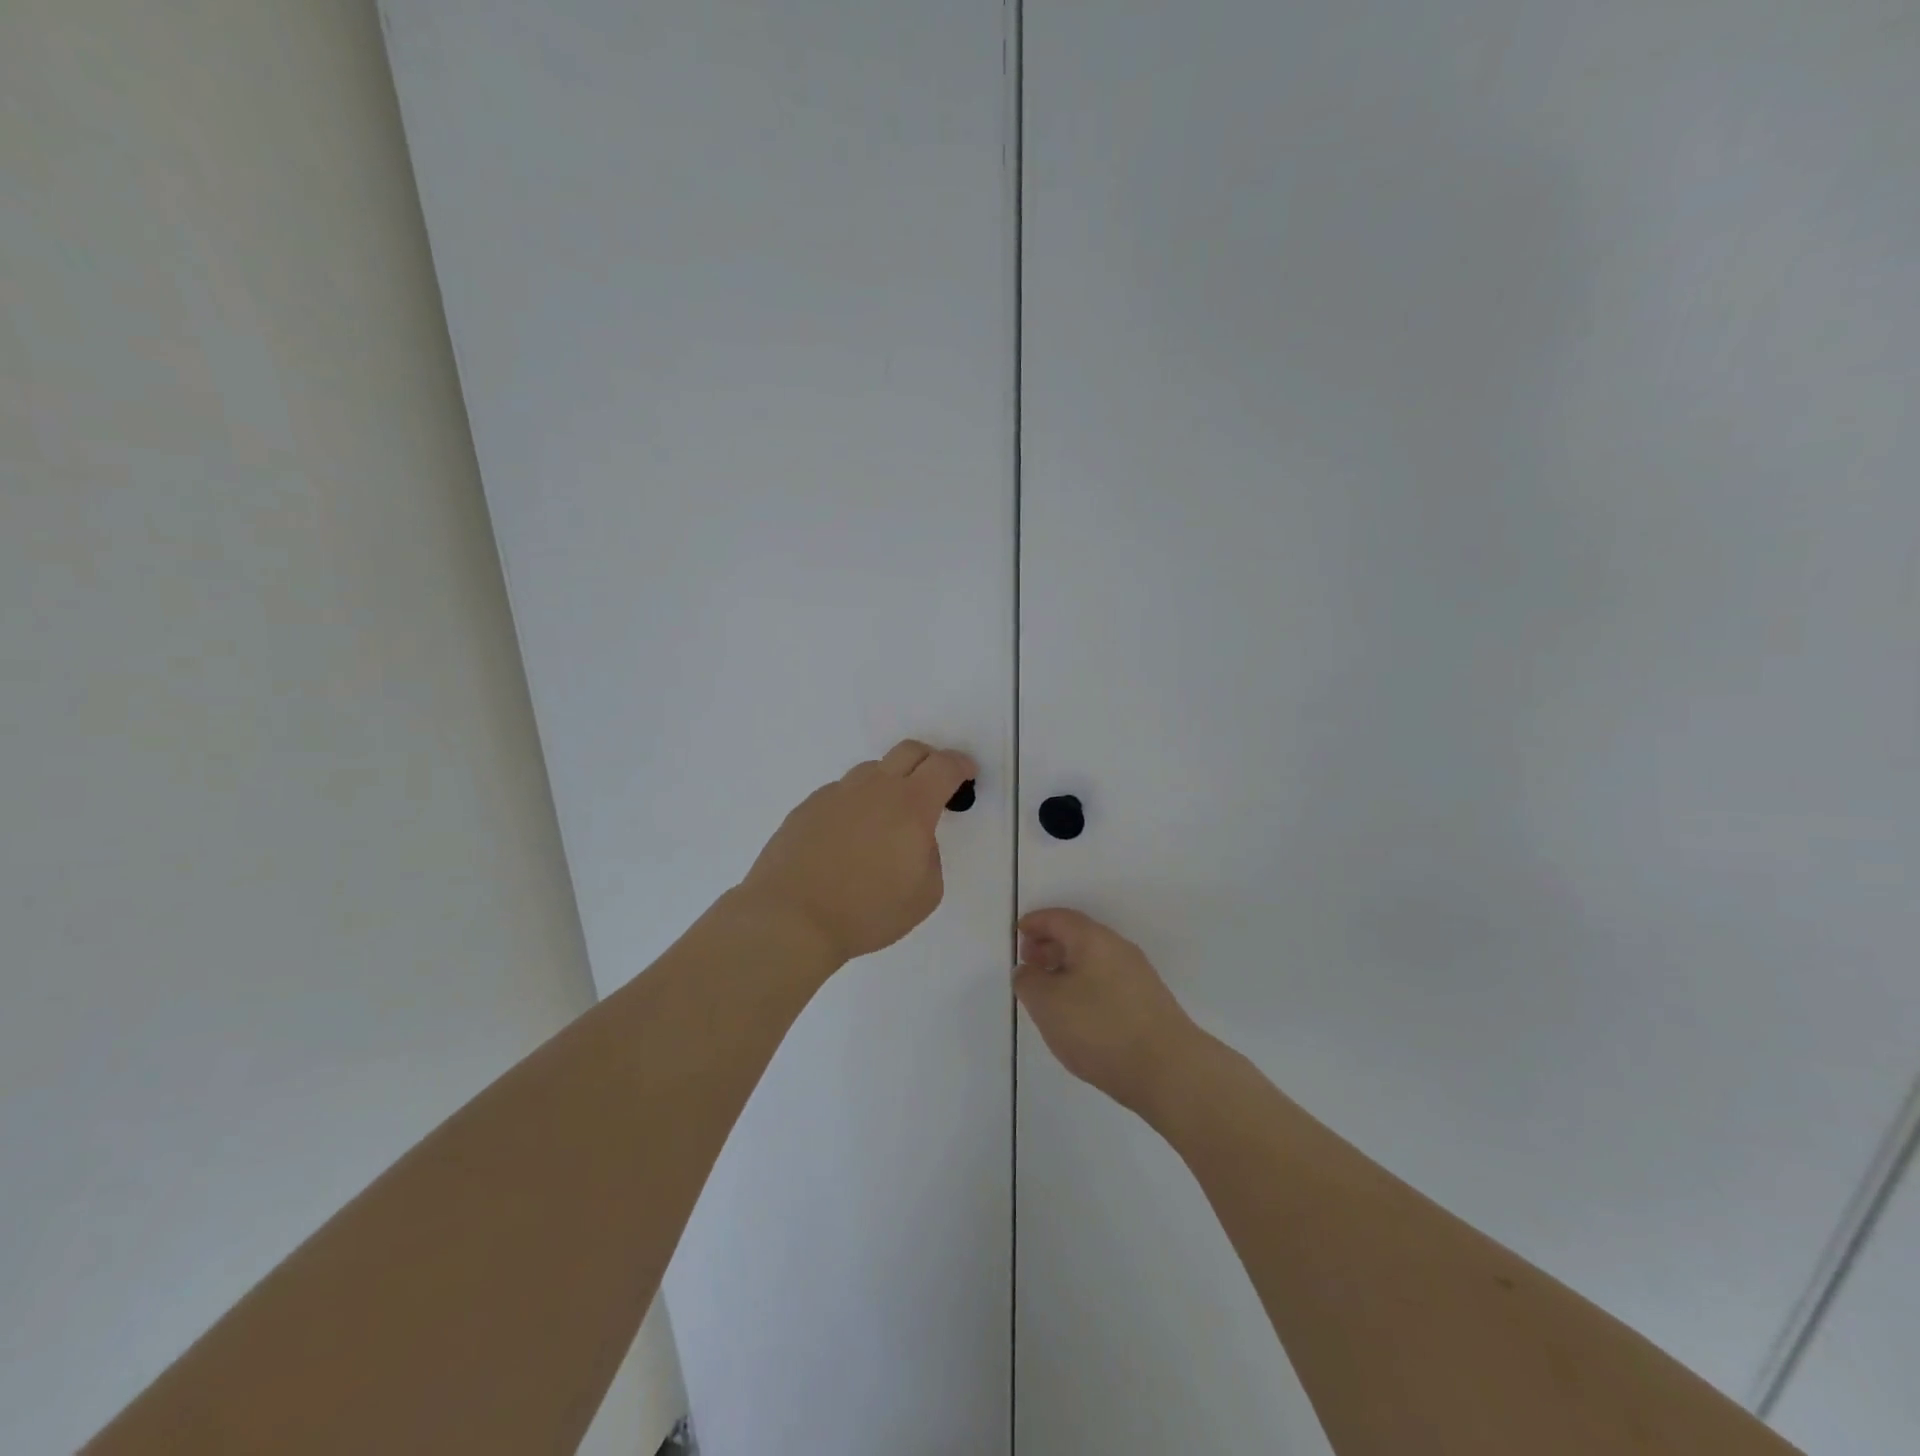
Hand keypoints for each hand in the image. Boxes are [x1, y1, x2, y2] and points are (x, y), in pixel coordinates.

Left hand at [740, 740, 976, 965]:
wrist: (791, 917)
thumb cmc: (867, 911)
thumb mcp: (925, 894)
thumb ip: (930, 855)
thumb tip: (915, 839)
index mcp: (910, 805)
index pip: (944, 767)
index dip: (961, 765)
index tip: (967, 774)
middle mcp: (874, 788)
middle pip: (909, 751)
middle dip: (930, 761)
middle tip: (934, 786)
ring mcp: (837, 794)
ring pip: (872, 771)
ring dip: (889, 783)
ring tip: (885, 821)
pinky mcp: (808, 806)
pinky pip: (842, 794)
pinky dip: (856, 805)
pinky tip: (848, 839)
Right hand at [1014, 908, 1203, 1115]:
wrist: (1168, 1071)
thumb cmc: (1099, 1028)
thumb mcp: (1047, 1004)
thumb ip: (1028, 981)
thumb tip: (1028, 971)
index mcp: (1093, 939)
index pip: (1059, 918)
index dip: (1035, 923)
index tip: (1017, 934)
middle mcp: (1119, 949)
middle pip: (1078, 936)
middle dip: (1049, 946)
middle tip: (1029, 965)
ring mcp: (1138, 976)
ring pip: (1094, 961)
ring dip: (1067, 969)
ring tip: (1048, 995)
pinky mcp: (1148, 1003)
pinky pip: (1107, 982)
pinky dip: (1085, 987)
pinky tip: (1077, 1016)